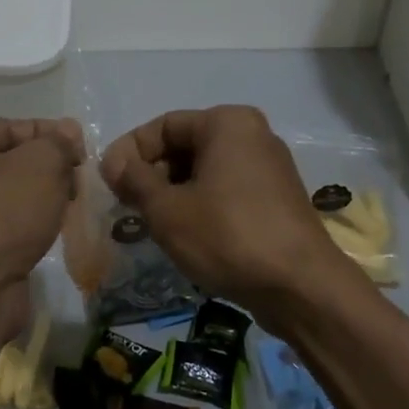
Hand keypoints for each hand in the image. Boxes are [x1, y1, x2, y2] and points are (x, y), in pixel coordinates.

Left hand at [0, 118, 83, 289]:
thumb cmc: (2, 212)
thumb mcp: (41, 163)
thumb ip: (59, 143)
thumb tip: (68, 132)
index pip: (12, 127)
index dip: (53, 136)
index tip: (84, 152)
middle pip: (11, 159)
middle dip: (49, 168)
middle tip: (79, 182)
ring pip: (10, 193)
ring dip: (42, 197)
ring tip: (69, 206)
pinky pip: (5, 222)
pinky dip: (29, 223)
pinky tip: (51, 229)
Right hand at [100, 105, 364, 317]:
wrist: (300, 286)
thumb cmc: (227, 236)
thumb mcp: (168, 209)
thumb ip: (134, 180)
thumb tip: (112, 162)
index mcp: (227, 123)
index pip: (163, 126)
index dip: (129, 152)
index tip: (108, 183)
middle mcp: (252, 134)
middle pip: (185, 145)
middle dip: (151, 174)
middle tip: (127, 206)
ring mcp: (269, 167)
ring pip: (205, 170)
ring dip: (172, 192)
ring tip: (150, 223)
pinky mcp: (276, 198)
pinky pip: (226, 189)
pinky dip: (200, 204)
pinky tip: (184, 234)